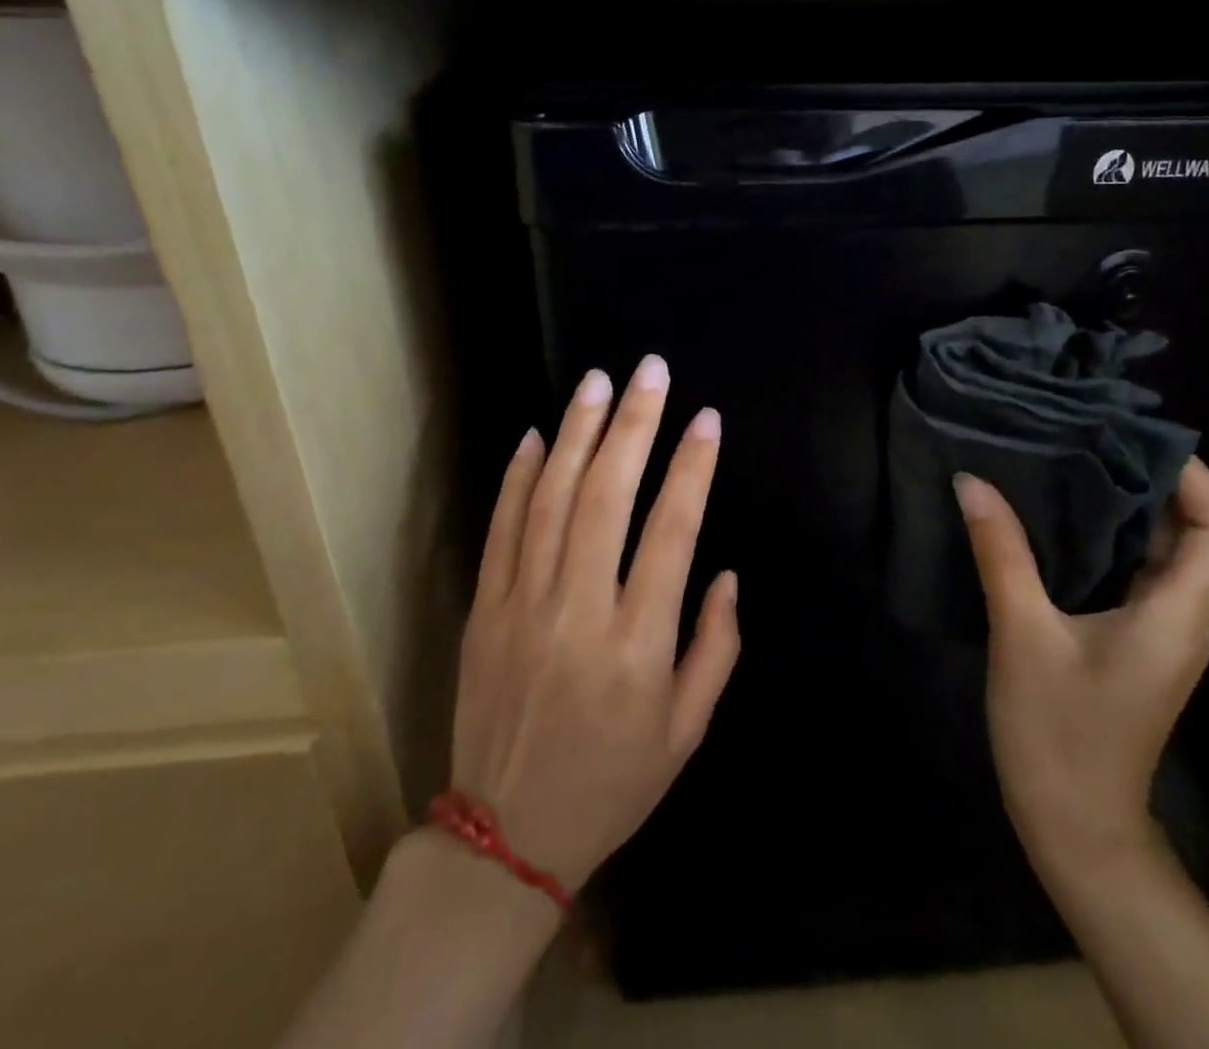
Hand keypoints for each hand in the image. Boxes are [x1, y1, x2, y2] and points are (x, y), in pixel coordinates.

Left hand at [448, 356, 739, 889]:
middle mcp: (578, 613)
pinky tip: (533, 434)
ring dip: (576, 433)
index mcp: (637, 645)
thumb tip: (724, 573)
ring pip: (549, 500)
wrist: (505, 838)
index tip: (706, 419)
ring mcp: (522, 607)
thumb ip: (716, 648)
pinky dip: (516, 477)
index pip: (671, 533)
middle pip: (606, 497)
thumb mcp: (687, 733)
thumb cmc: (613, 782)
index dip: (692, 469)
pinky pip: (500, 530)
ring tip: (598, 381)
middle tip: (651, 370)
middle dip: (634, 425)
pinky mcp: (484, 610)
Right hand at [955, 458, 1208, 873]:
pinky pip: (1135, 575)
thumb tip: (972, 482)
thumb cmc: (1058, 733)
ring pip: (1163, 554)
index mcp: (1177, 614)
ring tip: (1073, 462)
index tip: (1140, 438)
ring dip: (1129, 508)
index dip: (1199, 479)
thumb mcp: (1023, 635)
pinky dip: (1109, 539)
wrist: (1074, 827)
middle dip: (1154, 481)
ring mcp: (1160, 634)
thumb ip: (1002, 554)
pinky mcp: (1133, 644)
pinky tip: (1059, 520)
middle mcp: (1183, 618)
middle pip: (1197, 535)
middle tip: (1093, 436)